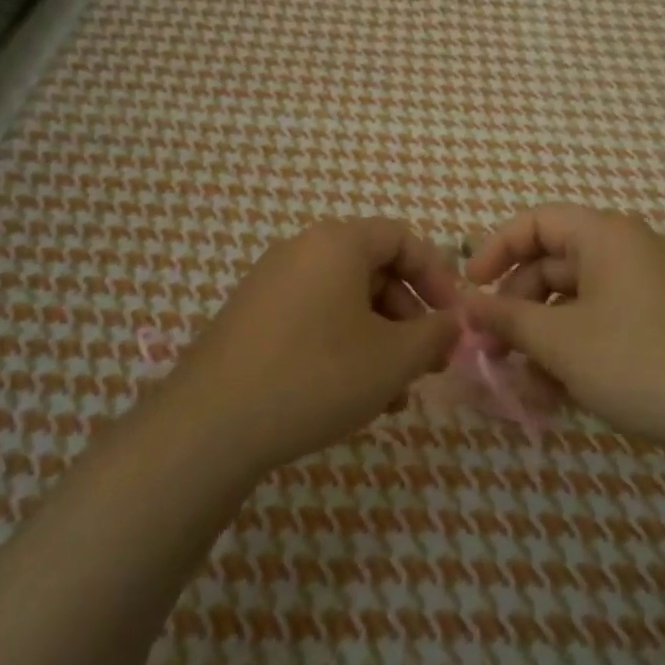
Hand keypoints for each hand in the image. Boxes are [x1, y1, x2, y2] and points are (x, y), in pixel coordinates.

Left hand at [166, 219, 462, 472]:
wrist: (210, 425)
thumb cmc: (317, 376)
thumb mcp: (393, 358)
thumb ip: (435, 334)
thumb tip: (453, 324)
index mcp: (338, 243)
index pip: (403, 239)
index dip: (438, 277)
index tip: (454, 320)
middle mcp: (301, 251)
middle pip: (374, 270)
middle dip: (410, 315)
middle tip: (428, 361)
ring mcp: (271, 284)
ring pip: (345, 301)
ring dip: (380, 338)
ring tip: (395, 392)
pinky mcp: (252, 318)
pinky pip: (314, 318)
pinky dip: (344, 345)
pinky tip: (355, 394)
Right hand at [464, 205, 664, 459]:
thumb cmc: (642, 361)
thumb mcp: (562, 341)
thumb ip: (508, 318)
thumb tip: (468, 305)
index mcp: (604, 236)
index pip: (534, 222)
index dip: (495, 250)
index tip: (470, 289)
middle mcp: (623, 252)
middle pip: (550, 266)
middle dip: (516, 309)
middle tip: (491, 352)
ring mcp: (642, 290)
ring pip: (572, 304)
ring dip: (541, 342)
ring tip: (524, 387)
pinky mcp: (654, 325)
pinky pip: (598, 326)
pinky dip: (573, 354)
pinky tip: (557, 397)